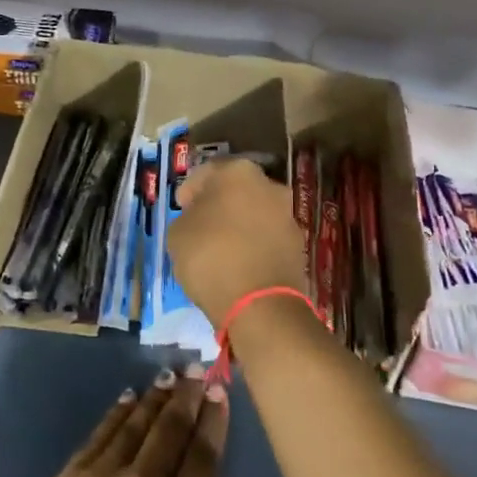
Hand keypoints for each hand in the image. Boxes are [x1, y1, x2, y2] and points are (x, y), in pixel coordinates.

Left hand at [0, 366, 309, 476]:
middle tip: (195, 367)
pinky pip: (99, 436)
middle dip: (186, 397)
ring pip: (135, 426)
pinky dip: (116, 415)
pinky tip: (125, 399)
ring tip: (167, 374)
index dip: (213, 420)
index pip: (203, 456)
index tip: (219, 389)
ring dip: (154, 398)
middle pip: (170, 431)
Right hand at [167, 158, 309, 321]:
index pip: (207, 171)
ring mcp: (288, 215)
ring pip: (256, 213)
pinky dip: (255, 245)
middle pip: (236, 190)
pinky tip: (240, 264)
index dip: (191, 189)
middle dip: (219, 204)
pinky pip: (268, 238)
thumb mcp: (177, 234)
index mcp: (237, 172)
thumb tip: (199, 218)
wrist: (260, 304)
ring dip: (239, 224)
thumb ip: (187, 217)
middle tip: (201, 225)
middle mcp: (269, 185)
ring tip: (221, 249)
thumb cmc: (210, 257)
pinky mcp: (298, 245)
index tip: (181, 207)